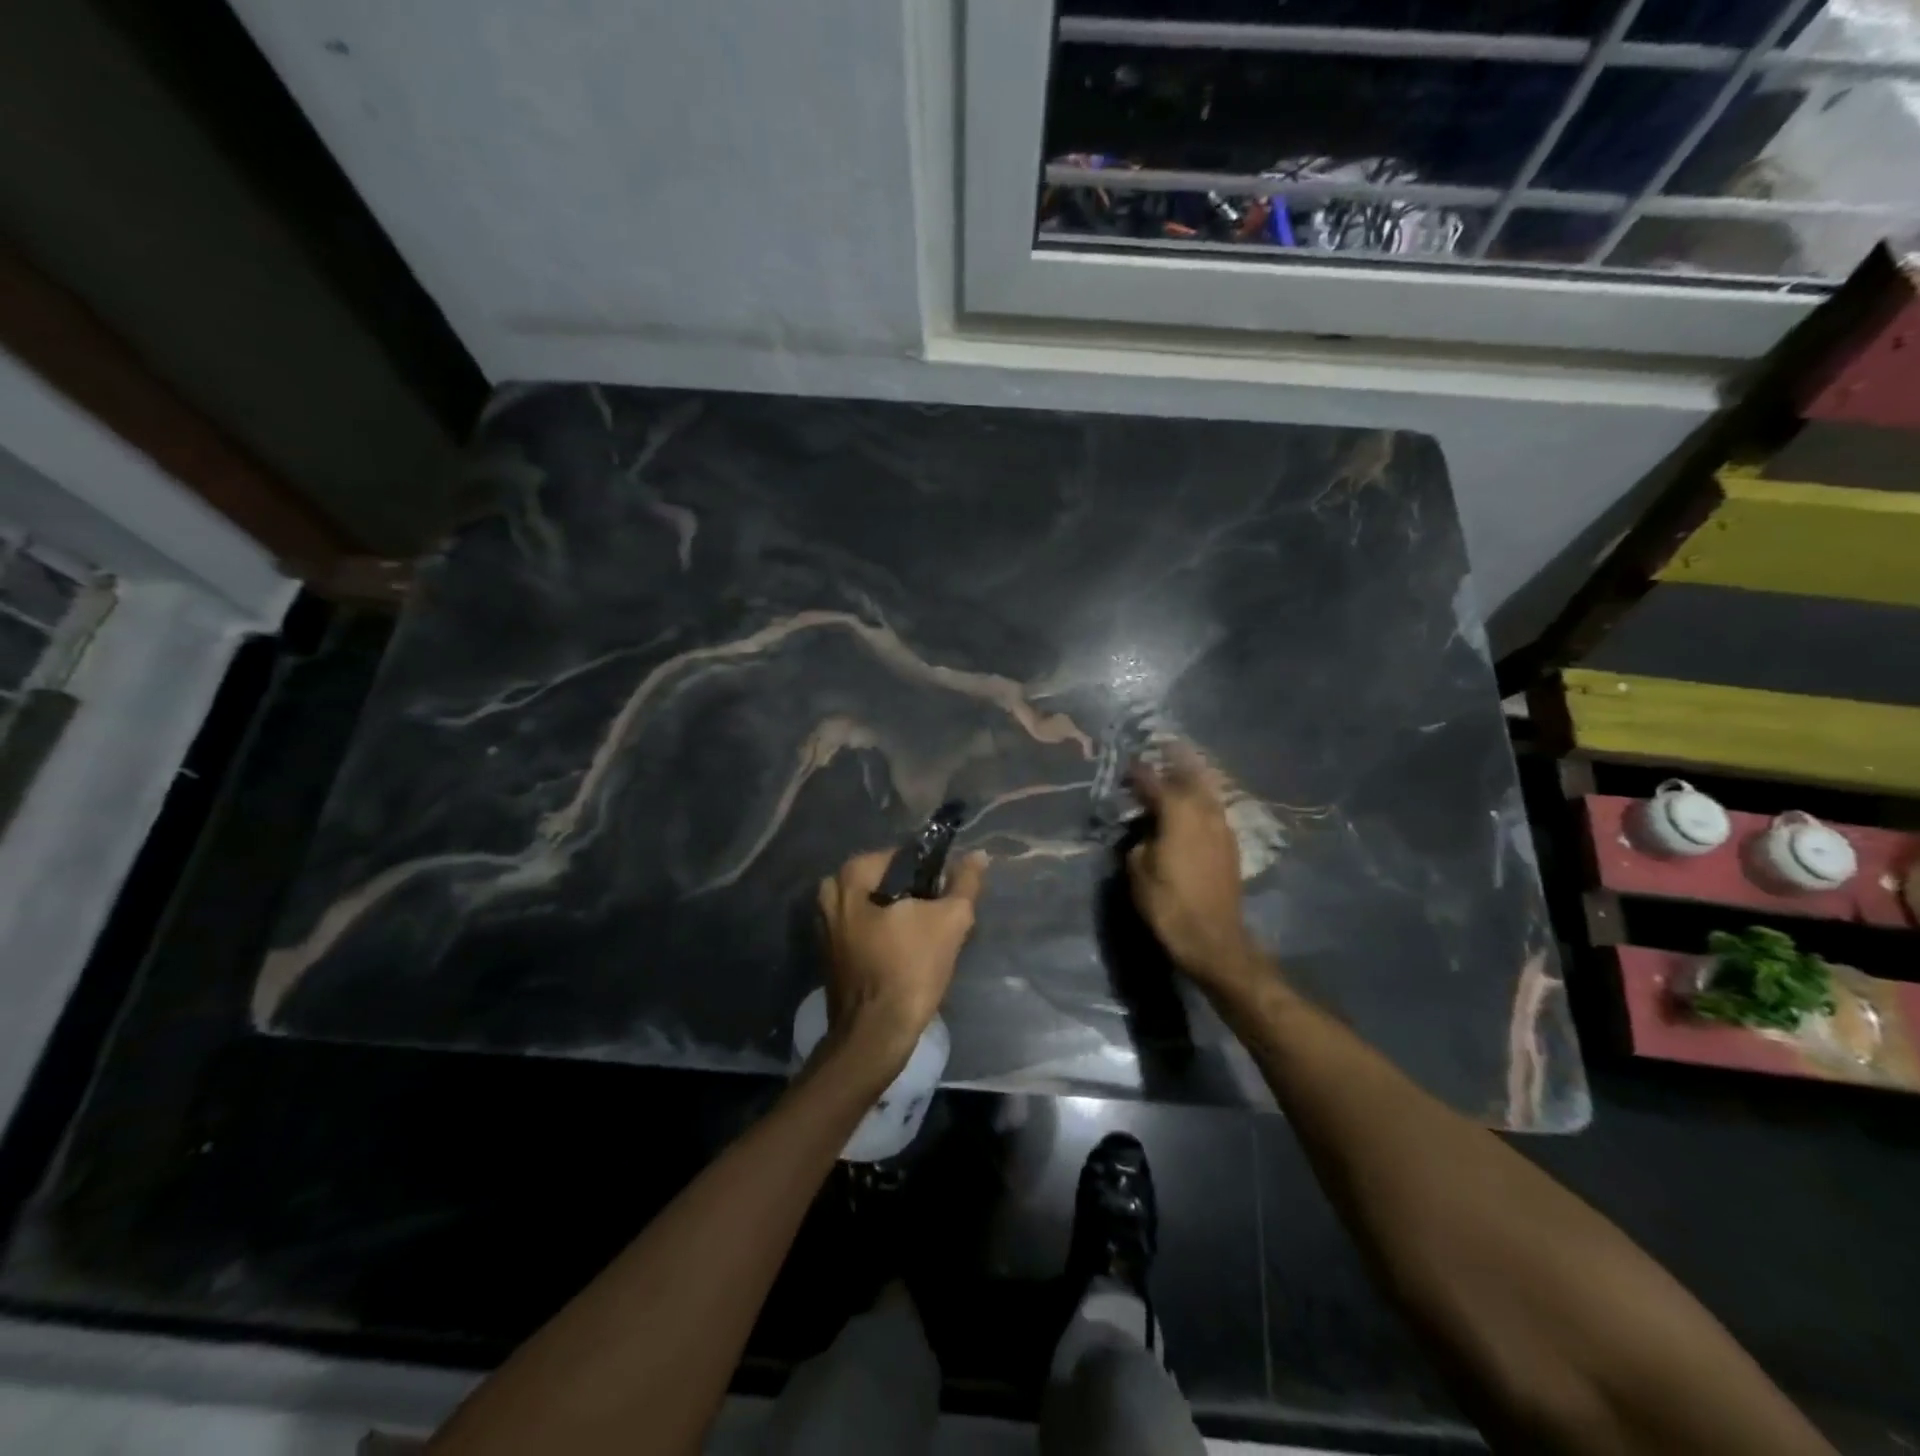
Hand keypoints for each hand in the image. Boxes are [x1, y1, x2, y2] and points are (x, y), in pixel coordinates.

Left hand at [817, 848, 988, 1070]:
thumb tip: (978, 855)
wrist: (875, 1033)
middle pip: (883, 882)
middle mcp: (829, 896)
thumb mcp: (950, 921)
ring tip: (924, 937)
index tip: (946, 894)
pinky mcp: (829, 955)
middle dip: (910, 894)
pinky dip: (882, 936)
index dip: (928, 872)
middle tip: (936, 915)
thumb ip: (965, 883)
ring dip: (897, 917)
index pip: (898, 856)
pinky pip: (861, 931)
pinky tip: (905, 954)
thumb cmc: (910, 969)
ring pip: (871, 907)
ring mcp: (824, 928)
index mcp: (850, 878)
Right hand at [1125, 746, 1262, 994]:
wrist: (1213, 939)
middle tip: (1164, 747)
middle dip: (1177, 761)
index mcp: (1178, 814)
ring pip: (1208, 792)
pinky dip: (1203, 799)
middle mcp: (1204, 813)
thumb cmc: (1168, 904)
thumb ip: (1139, 841)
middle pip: (1191, 777)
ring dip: (1194, 778)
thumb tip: (1144, 831)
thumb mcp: (1138, 871)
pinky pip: (1214, 810)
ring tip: (1181, 769)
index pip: (1155, 783)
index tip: (1129, 763)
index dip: (1140, 772)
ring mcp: (1222, 829)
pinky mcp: (1230, 846)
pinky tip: (1195, 804)